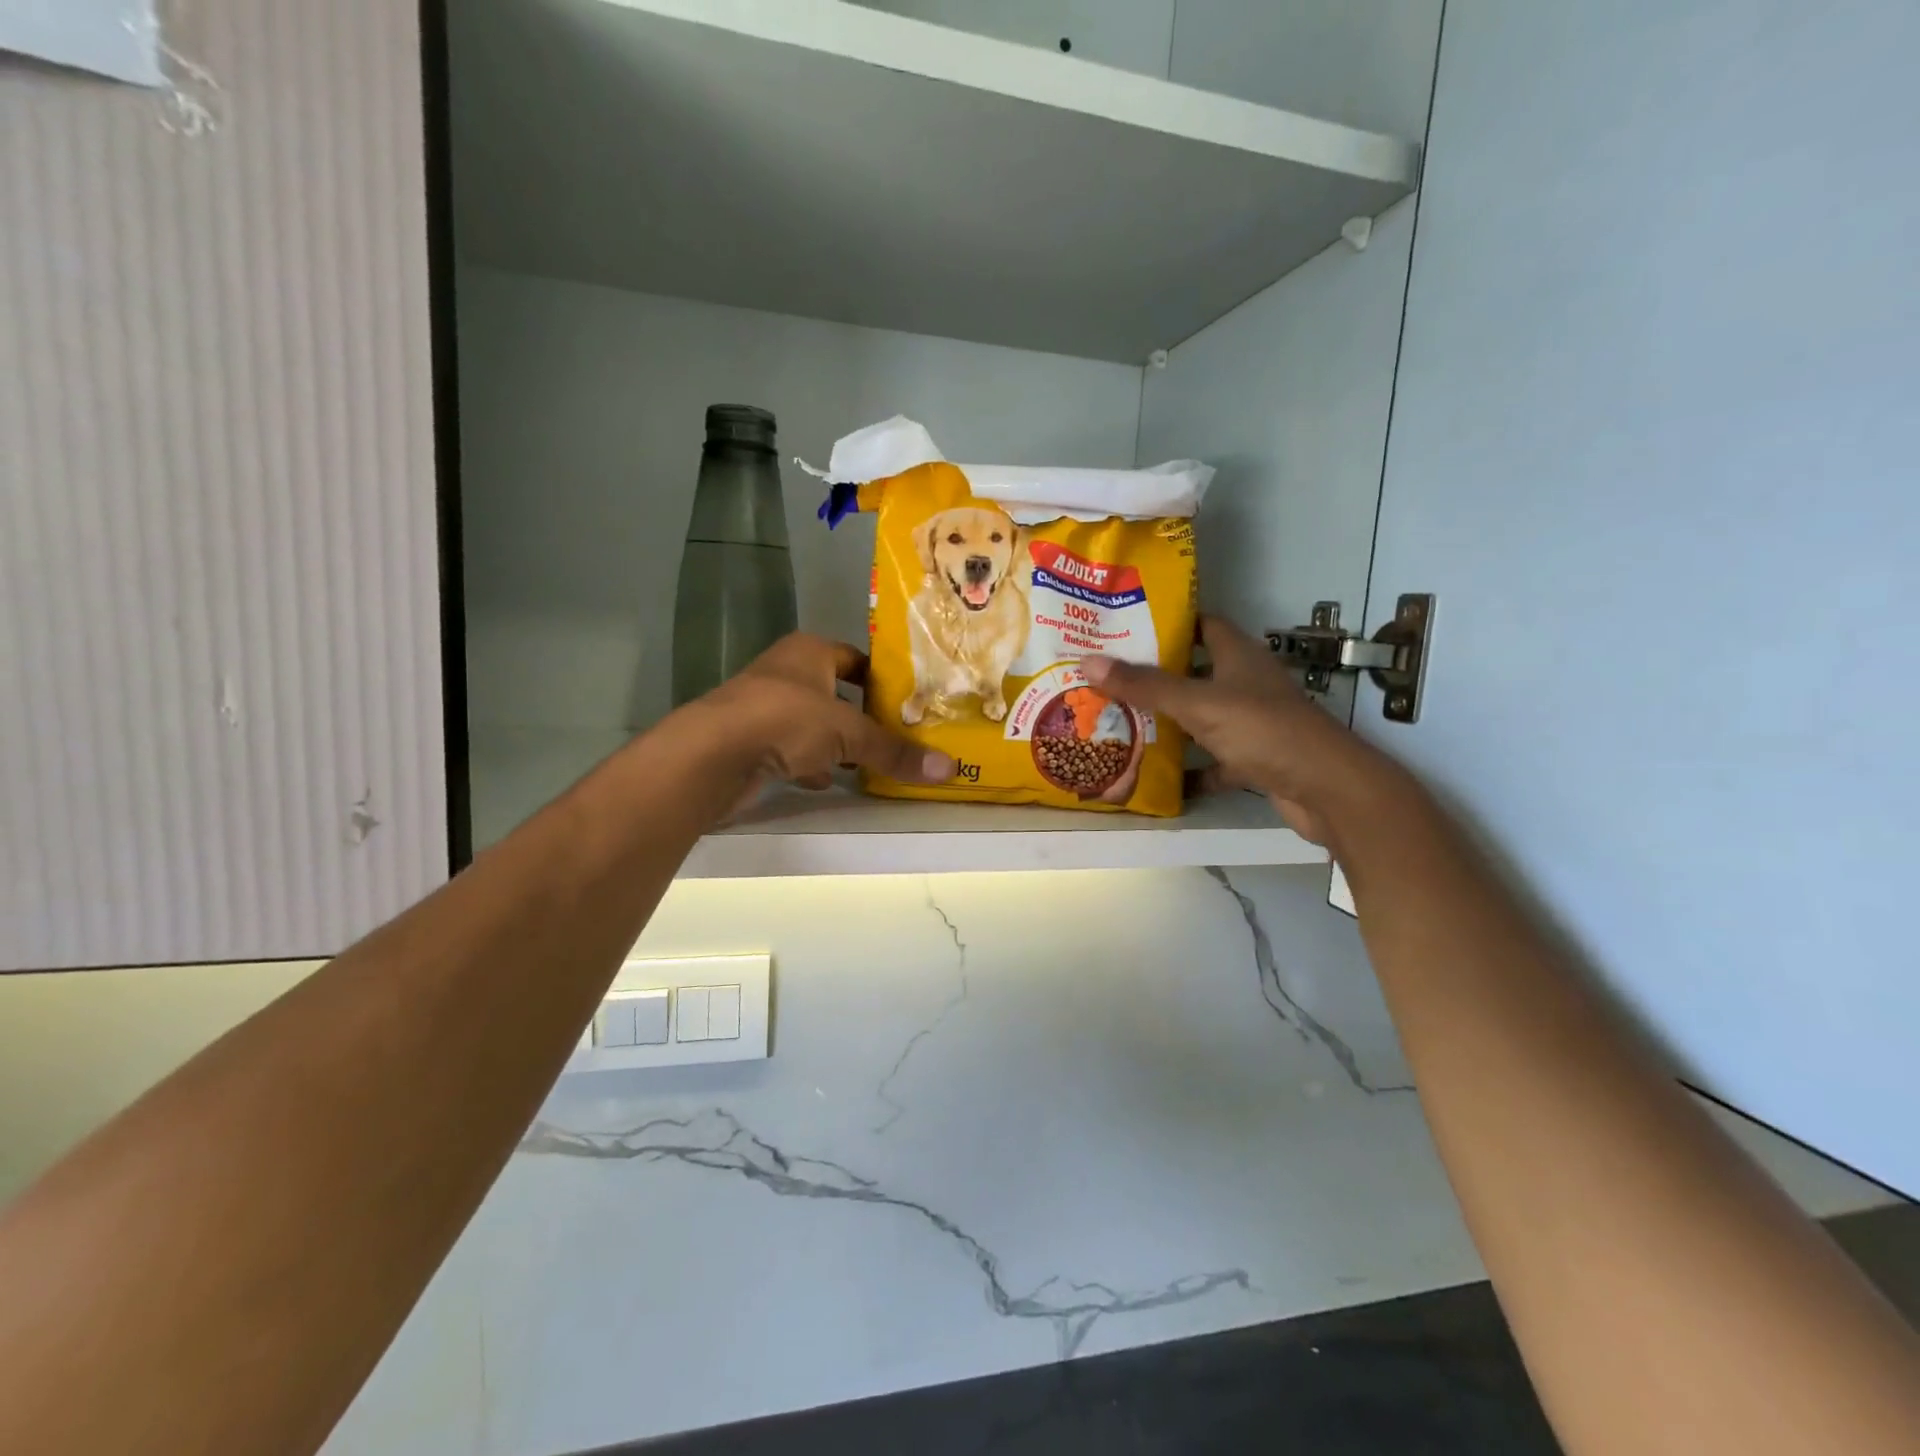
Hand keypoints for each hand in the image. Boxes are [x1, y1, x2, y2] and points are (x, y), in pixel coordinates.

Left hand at [686, 634, 954, 795]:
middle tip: (898, 736)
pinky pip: (790, 750)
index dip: (881, 677)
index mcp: (808, 652)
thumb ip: (895, 751)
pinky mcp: (750, 742)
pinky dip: (809, 764)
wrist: (712, 755)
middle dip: (861, 716)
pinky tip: (826, 782)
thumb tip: (948, 769)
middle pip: (835, 693)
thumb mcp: (849, 733)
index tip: (910, 700)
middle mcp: (785, 673)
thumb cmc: (786, 720)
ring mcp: (763, 708)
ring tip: (869, 763)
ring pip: (812, 724)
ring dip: (835, 743)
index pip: (855, 658)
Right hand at [1080, 616, 1397, 844]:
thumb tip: (1089, 662)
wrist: (1325, 789)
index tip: (1128, 627)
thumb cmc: (1263, 730)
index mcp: (1239, 656)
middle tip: (1109, 678)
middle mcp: (1246, 683)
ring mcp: (1251, 723)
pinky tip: (1157, 776)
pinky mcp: (1254, 759)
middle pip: (1196, 672)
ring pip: (1202, 717)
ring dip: (1169, 723)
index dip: (1170, 622)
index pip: (1204, 624)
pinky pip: (1212, 760)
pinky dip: (1189, 769)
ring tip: (1121, 723)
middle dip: (1156, 676)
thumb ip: (1145, 685)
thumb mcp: (1198, 704)